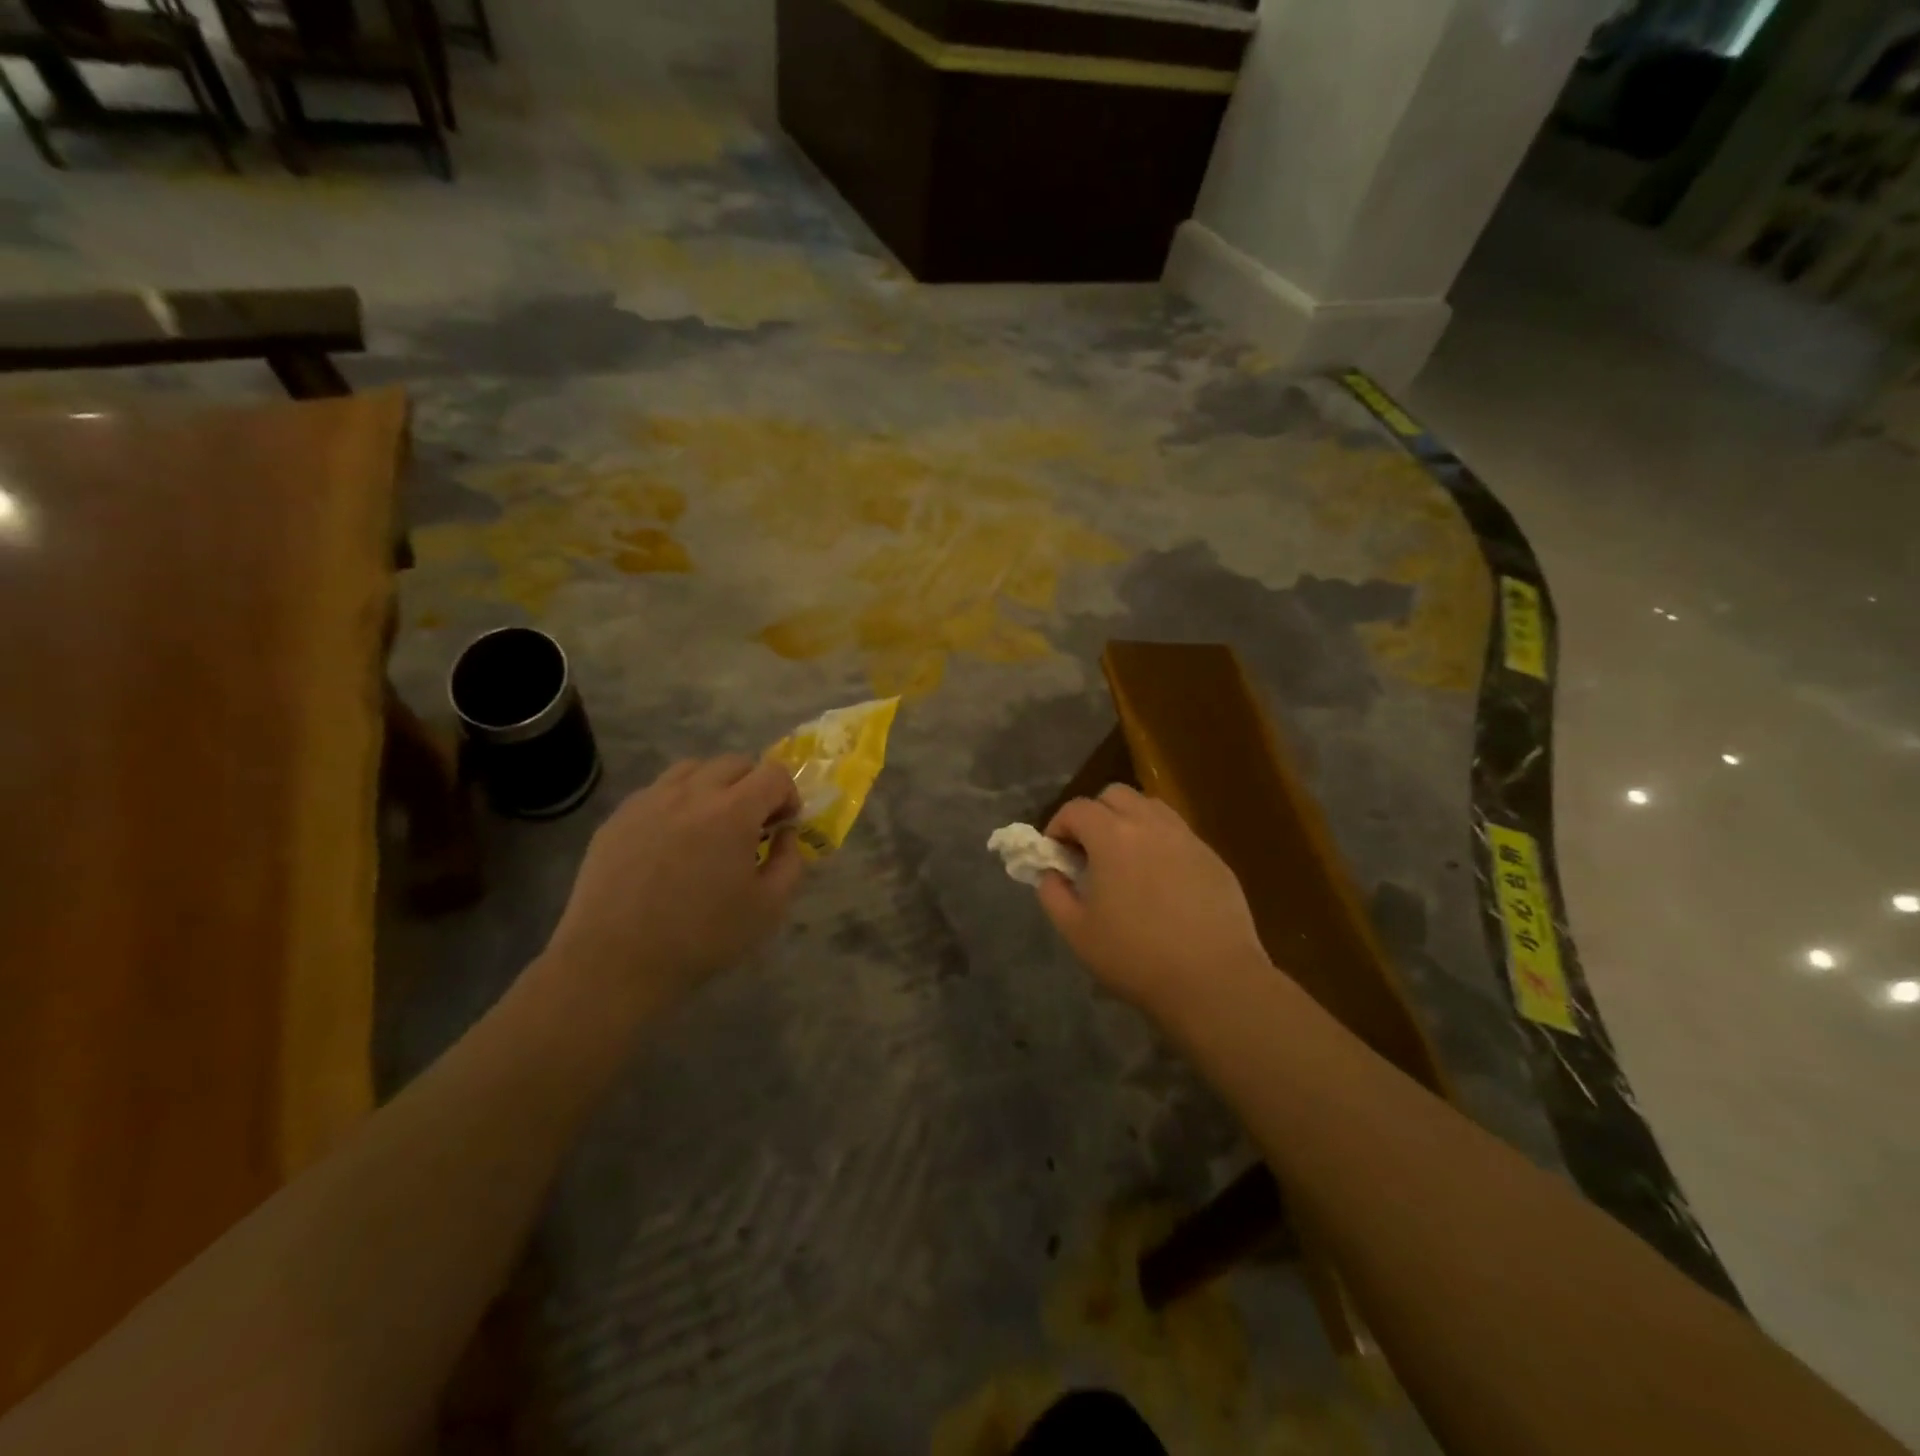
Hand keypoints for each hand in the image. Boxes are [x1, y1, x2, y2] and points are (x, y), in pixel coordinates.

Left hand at [542, 756, 802, 1014]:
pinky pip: (657, 791)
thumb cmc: (701, 937)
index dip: (788, 796)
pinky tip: (673, 841)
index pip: (774, 774)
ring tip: (711, 824)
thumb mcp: (768, 908)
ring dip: (714, 786)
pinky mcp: (618, 817)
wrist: (615, 962)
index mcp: (733, 811)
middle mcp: (692, 792)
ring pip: (693, 769)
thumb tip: (785, 834)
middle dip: (754, 786)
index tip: (783, 826)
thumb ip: (790, 862)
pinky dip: (677, 802)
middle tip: (752, 825)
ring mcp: (649, 800)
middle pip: (735, 763)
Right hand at [1037, 785, 1269, 1016]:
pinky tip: (1161, 882)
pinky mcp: (1213, 858)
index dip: (1058, 825)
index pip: (1077, 808)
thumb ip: (1053, 893)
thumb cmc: (1135, 956)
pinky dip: (1160, 843)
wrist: (1213, 980)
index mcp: (1112, 836)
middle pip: (1115, 795)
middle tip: (1089, 851)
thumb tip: (1051, 873)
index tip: (1056, 854)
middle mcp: (1150, 824)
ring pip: (1151, 808)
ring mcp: (1187, 838)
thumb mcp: (1076, 931)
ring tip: (1125, 860)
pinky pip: (1178, 834)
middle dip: (1095, 814)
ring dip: (1130, 822)